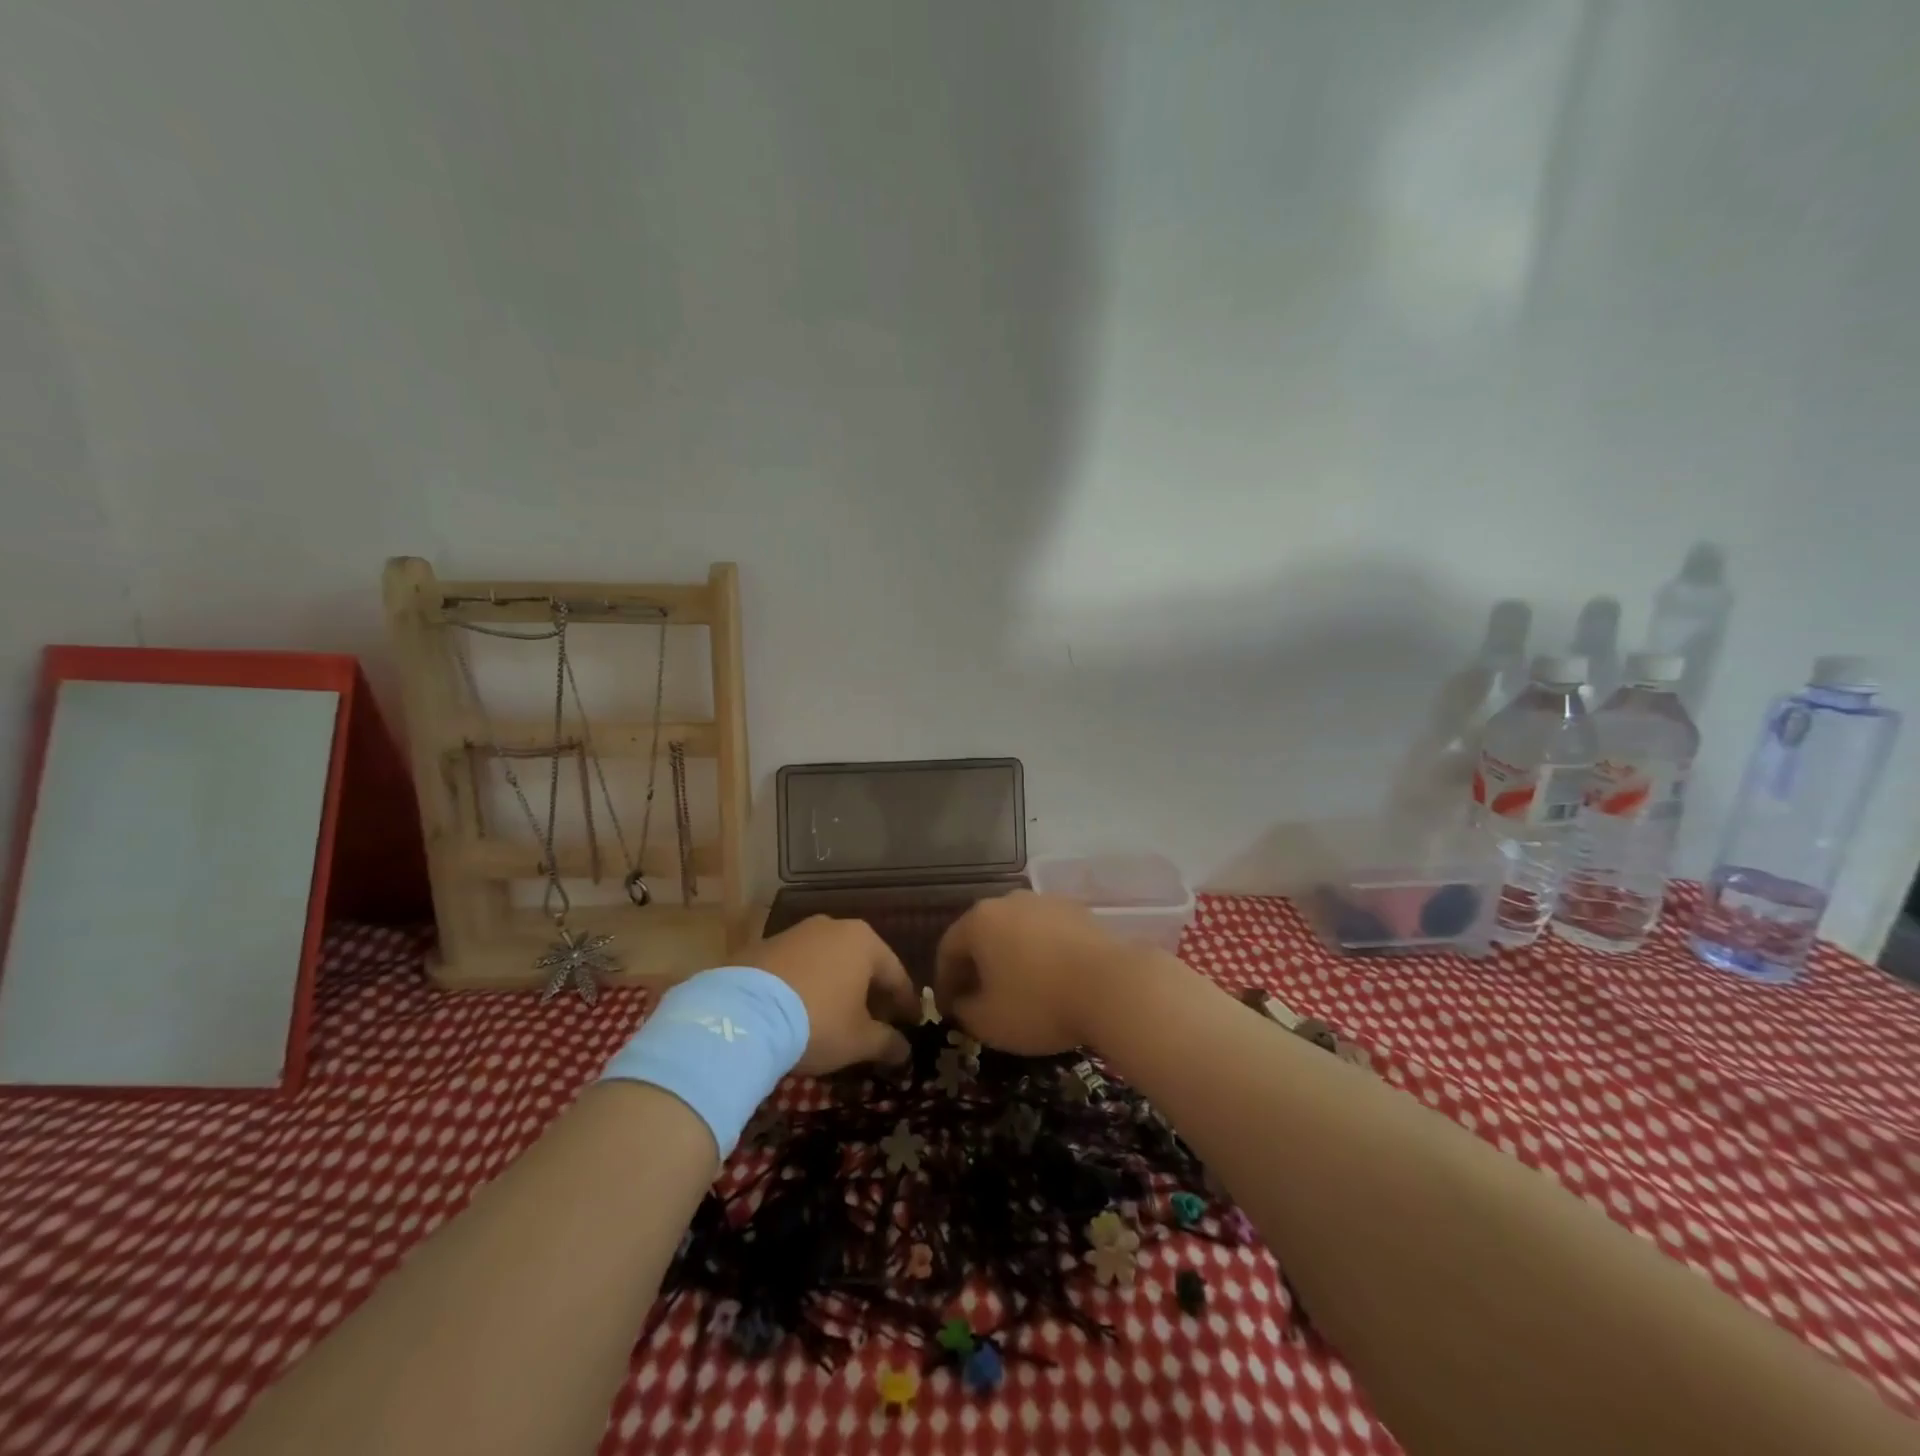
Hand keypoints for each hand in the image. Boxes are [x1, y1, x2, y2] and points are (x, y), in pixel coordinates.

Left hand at [740, 916, 917, 1074]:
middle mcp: (833, 927)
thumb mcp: (859, 1040)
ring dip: (837, 988)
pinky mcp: (764, 945)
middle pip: (862, 964)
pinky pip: (797, 967)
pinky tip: (800, 1011)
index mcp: (864, 941)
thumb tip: (905, 1051)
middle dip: (871, 994)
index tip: (912, 1025)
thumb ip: (888, 1043)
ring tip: (836, 1018)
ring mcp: (796, 932)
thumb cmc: (817, 1022)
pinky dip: (806, 986)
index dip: (906, 1004)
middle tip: (876, 1024)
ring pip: (828, 962)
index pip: (896, 975)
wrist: (742, 1016)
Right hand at [934, 891, 1139, 1055]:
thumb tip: (963, 1003)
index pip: (947, 949)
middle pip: (981, 934)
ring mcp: (1046, 902)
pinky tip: (1051, 981)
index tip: (950, 1011)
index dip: (944, 983)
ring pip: (1015, 931)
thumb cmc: (1039, 1004)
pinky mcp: (1078, 911)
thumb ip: (964, 1011)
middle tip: (980, 1001)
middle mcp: (1009, 901)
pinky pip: (1046, 934)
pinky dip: (1040, 955)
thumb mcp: (988, 1022)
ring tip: (1018, 992)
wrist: (1113, 986)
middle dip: (976, 968)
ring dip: (1009, 959)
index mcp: (979, 920)